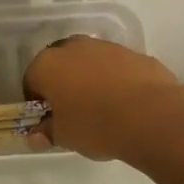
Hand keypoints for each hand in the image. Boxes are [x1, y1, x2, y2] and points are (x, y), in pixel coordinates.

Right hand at [23, 37, 183, 160]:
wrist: (152, 115)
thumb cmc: (95, 125)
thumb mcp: (64, 136)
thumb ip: (46, 133)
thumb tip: (36, 136)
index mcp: (47, 64)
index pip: (31, 81)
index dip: (37, 103)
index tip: (47, 120)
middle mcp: (73, 47)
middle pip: (60, 65)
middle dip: (62, 85)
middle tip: (72, 112)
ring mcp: (105, 47)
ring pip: (88, 63)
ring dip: (89, 80)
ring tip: (102, 109)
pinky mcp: (134, 53)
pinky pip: (115, 67)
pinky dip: (115, 80)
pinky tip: (125, 104)